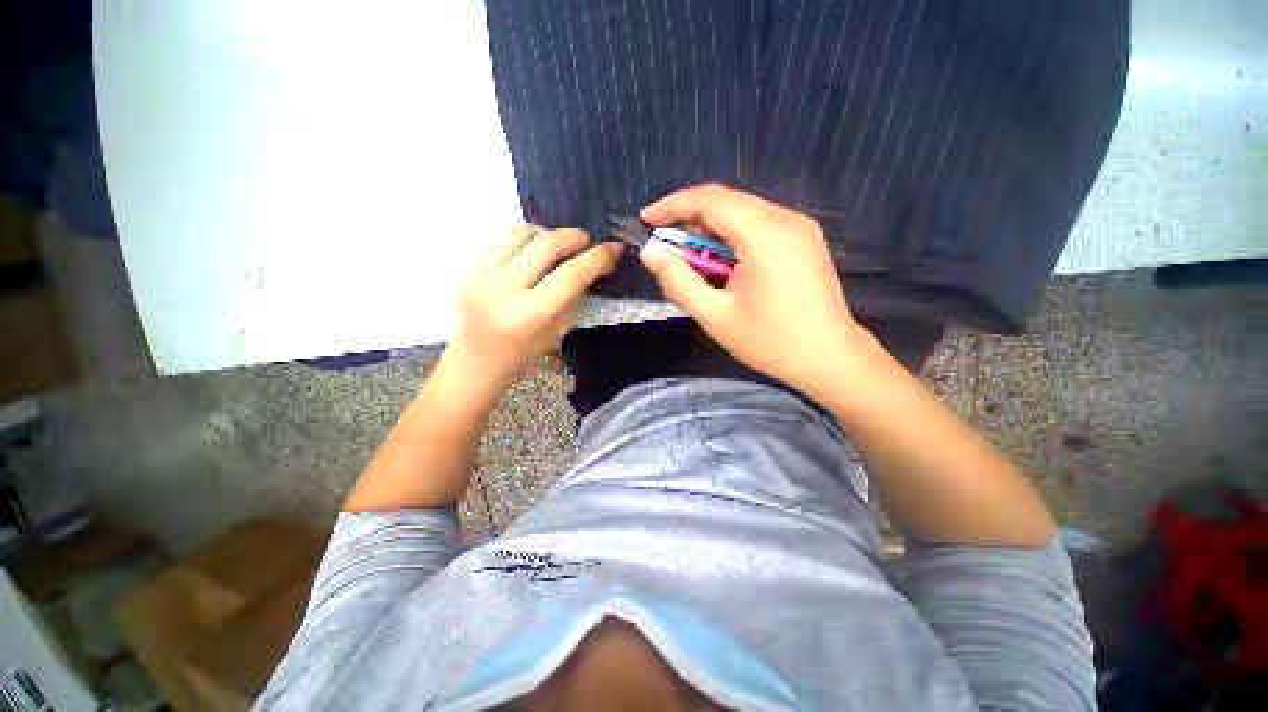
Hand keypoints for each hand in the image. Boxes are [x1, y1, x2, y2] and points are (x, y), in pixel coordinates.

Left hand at [443, 223, 621, 396]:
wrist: (476, 360)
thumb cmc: (524, 352)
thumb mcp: (558, 329)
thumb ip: (575, 294)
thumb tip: (593, 264)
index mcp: (529, 314)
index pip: (570, 275)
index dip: (597, 258)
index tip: (614, 248)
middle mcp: (503, 289)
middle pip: (546, 244)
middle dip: (574, 237)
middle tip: (586, 242)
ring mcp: (481, 274)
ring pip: (521, 231)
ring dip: (547, 234)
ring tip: (556, 248)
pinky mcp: (469, 266)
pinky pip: (503, 239)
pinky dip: (525, 242)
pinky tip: (531, 256)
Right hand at [639, 184, 868, 398]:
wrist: (831, 358)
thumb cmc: (770, 342)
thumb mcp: (715, 316)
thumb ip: (679, 282)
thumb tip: (650, 253)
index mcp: (764, 235)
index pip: (710, 200)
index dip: (672, 205)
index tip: (646, 219)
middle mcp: (785, 219)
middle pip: (727, 201)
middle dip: (689, 216)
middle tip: (665, 242)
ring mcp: (800, 227)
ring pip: (743, 211)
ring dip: (710, 228)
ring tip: (690, 256)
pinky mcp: (805, 238)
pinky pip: (760, 223)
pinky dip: (733, 235)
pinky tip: (722, 261)